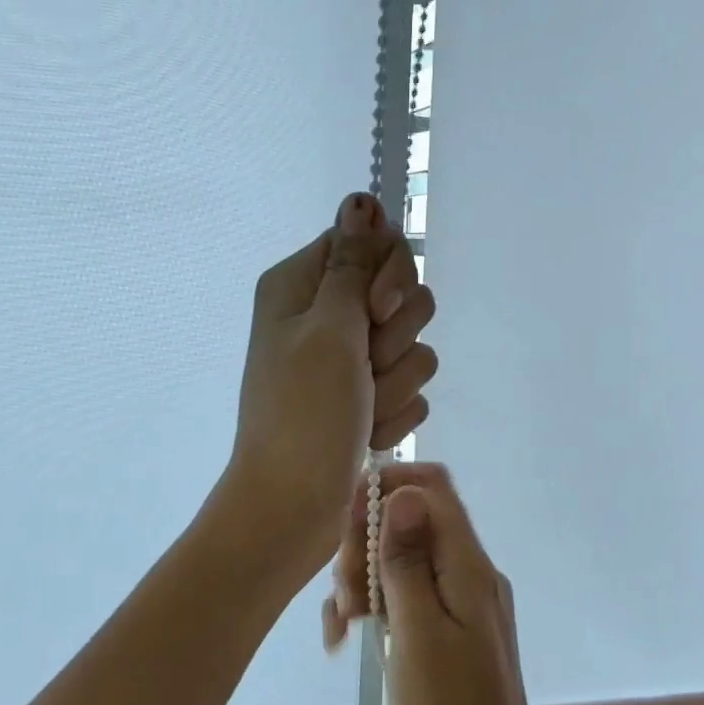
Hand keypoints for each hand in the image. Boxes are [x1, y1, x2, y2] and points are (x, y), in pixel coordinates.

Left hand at [220, 193, 437, 561]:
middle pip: (399, 293)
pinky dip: (392, 415)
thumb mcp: (329, 328)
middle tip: (364, 369)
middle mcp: (322, 315)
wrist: (291, 506)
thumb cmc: (304, 413)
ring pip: (412, 347)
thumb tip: (361, 198)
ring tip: (362, 412)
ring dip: (395, 384)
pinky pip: (407, 390)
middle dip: (396, 338)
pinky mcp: (363, 399)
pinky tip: (365, 435)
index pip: (371, 242)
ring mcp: (344, 361)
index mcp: (301, 285)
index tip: (376, 313)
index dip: (389, 276)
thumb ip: (353, 263)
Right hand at [330, 463, 548, 704]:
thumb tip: (404, 493)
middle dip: (367, 543)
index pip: (432, 488)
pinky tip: (347, 635)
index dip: (387, 488)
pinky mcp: (450, 629)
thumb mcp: (418, 634)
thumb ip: (408, 561)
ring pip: (403, 559)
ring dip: (365, 578)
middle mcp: (469, 574)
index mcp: (468, 567)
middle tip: (344, 594)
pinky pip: (409, 595)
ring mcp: (461, 602)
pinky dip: (377, 605)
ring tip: (341, 624)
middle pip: (412, 521)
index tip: (347, 521)